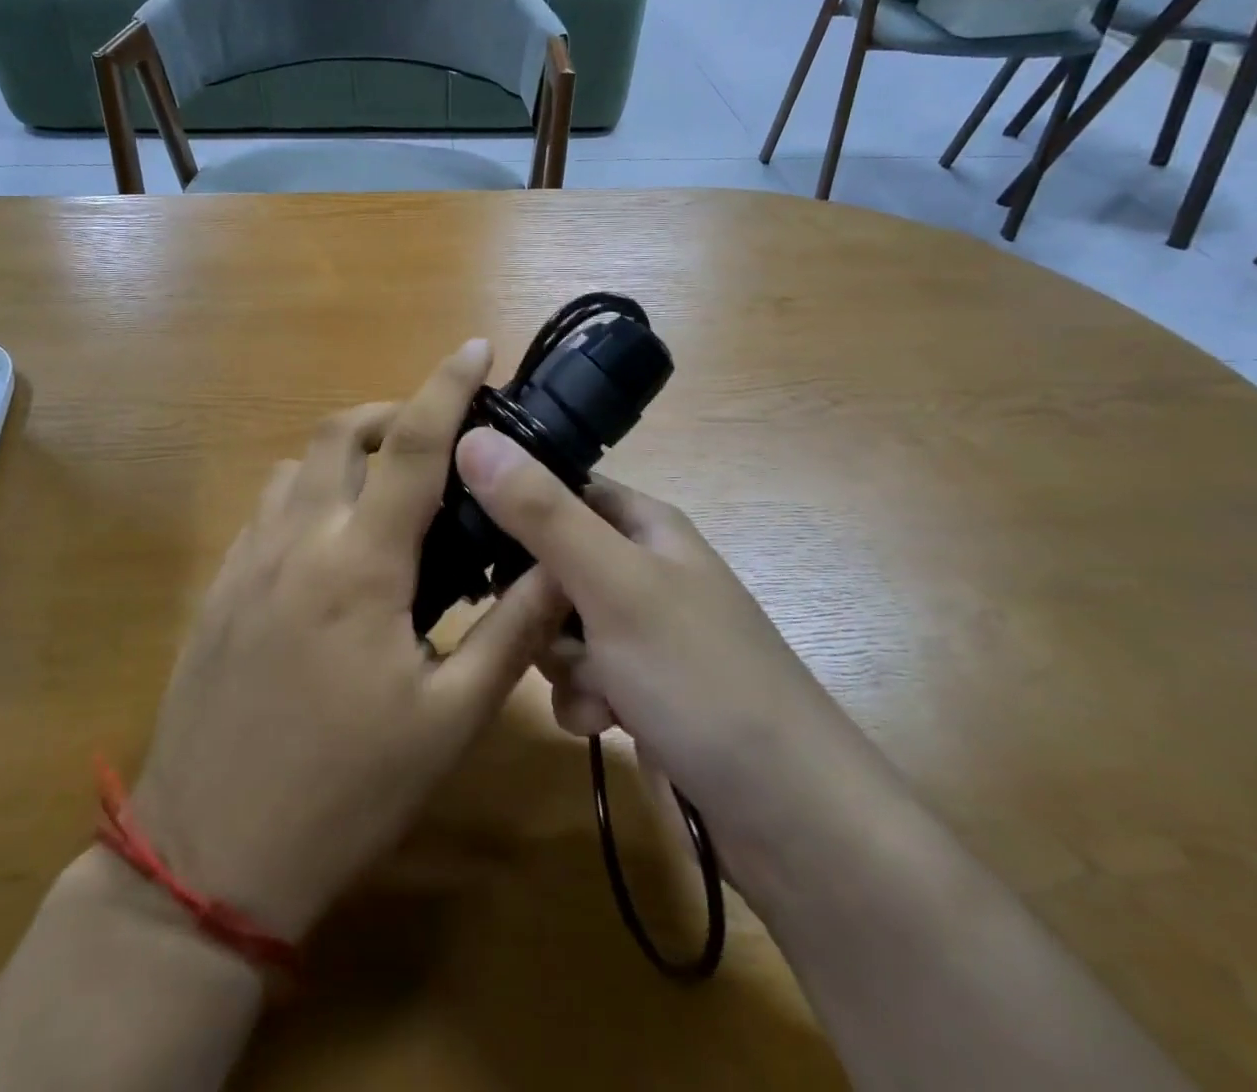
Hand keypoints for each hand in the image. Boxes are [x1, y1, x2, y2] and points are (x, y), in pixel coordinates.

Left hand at [129, 344, 566, 942]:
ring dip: (345, 453)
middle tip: (436, 437)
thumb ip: (511, 633)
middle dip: (391, 412)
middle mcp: (297, 541)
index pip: (411, 444)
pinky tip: (332, 543)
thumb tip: (558, 564)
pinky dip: (307, 493)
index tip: (476, 349)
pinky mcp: (220, 591)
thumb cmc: (344, 791)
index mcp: (360, 564)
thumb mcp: (448, 722)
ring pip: (297, 467)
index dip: (446, 386)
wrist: (209, 857)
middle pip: (338, 433)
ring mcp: (247, 562)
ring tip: (388, 488)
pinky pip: (267, 509)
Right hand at [453, 428, 844, 821]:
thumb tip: (472, 436)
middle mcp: (642, 572)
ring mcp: (642, 636)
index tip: (465, 534)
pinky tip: (608, 726)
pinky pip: (579, 681)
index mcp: (644, 526)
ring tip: (596, 689)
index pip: (559, 488)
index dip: (513, 504)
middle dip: (536, 605)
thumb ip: (541, 513)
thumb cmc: (701, 678)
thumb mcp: (613, 584)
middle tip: (541, 628)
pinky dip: (584, 702)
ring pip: (557, 628)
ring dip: (560, 662)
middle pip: (549, 565)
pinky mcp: (640, 693)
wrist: (791, 820)